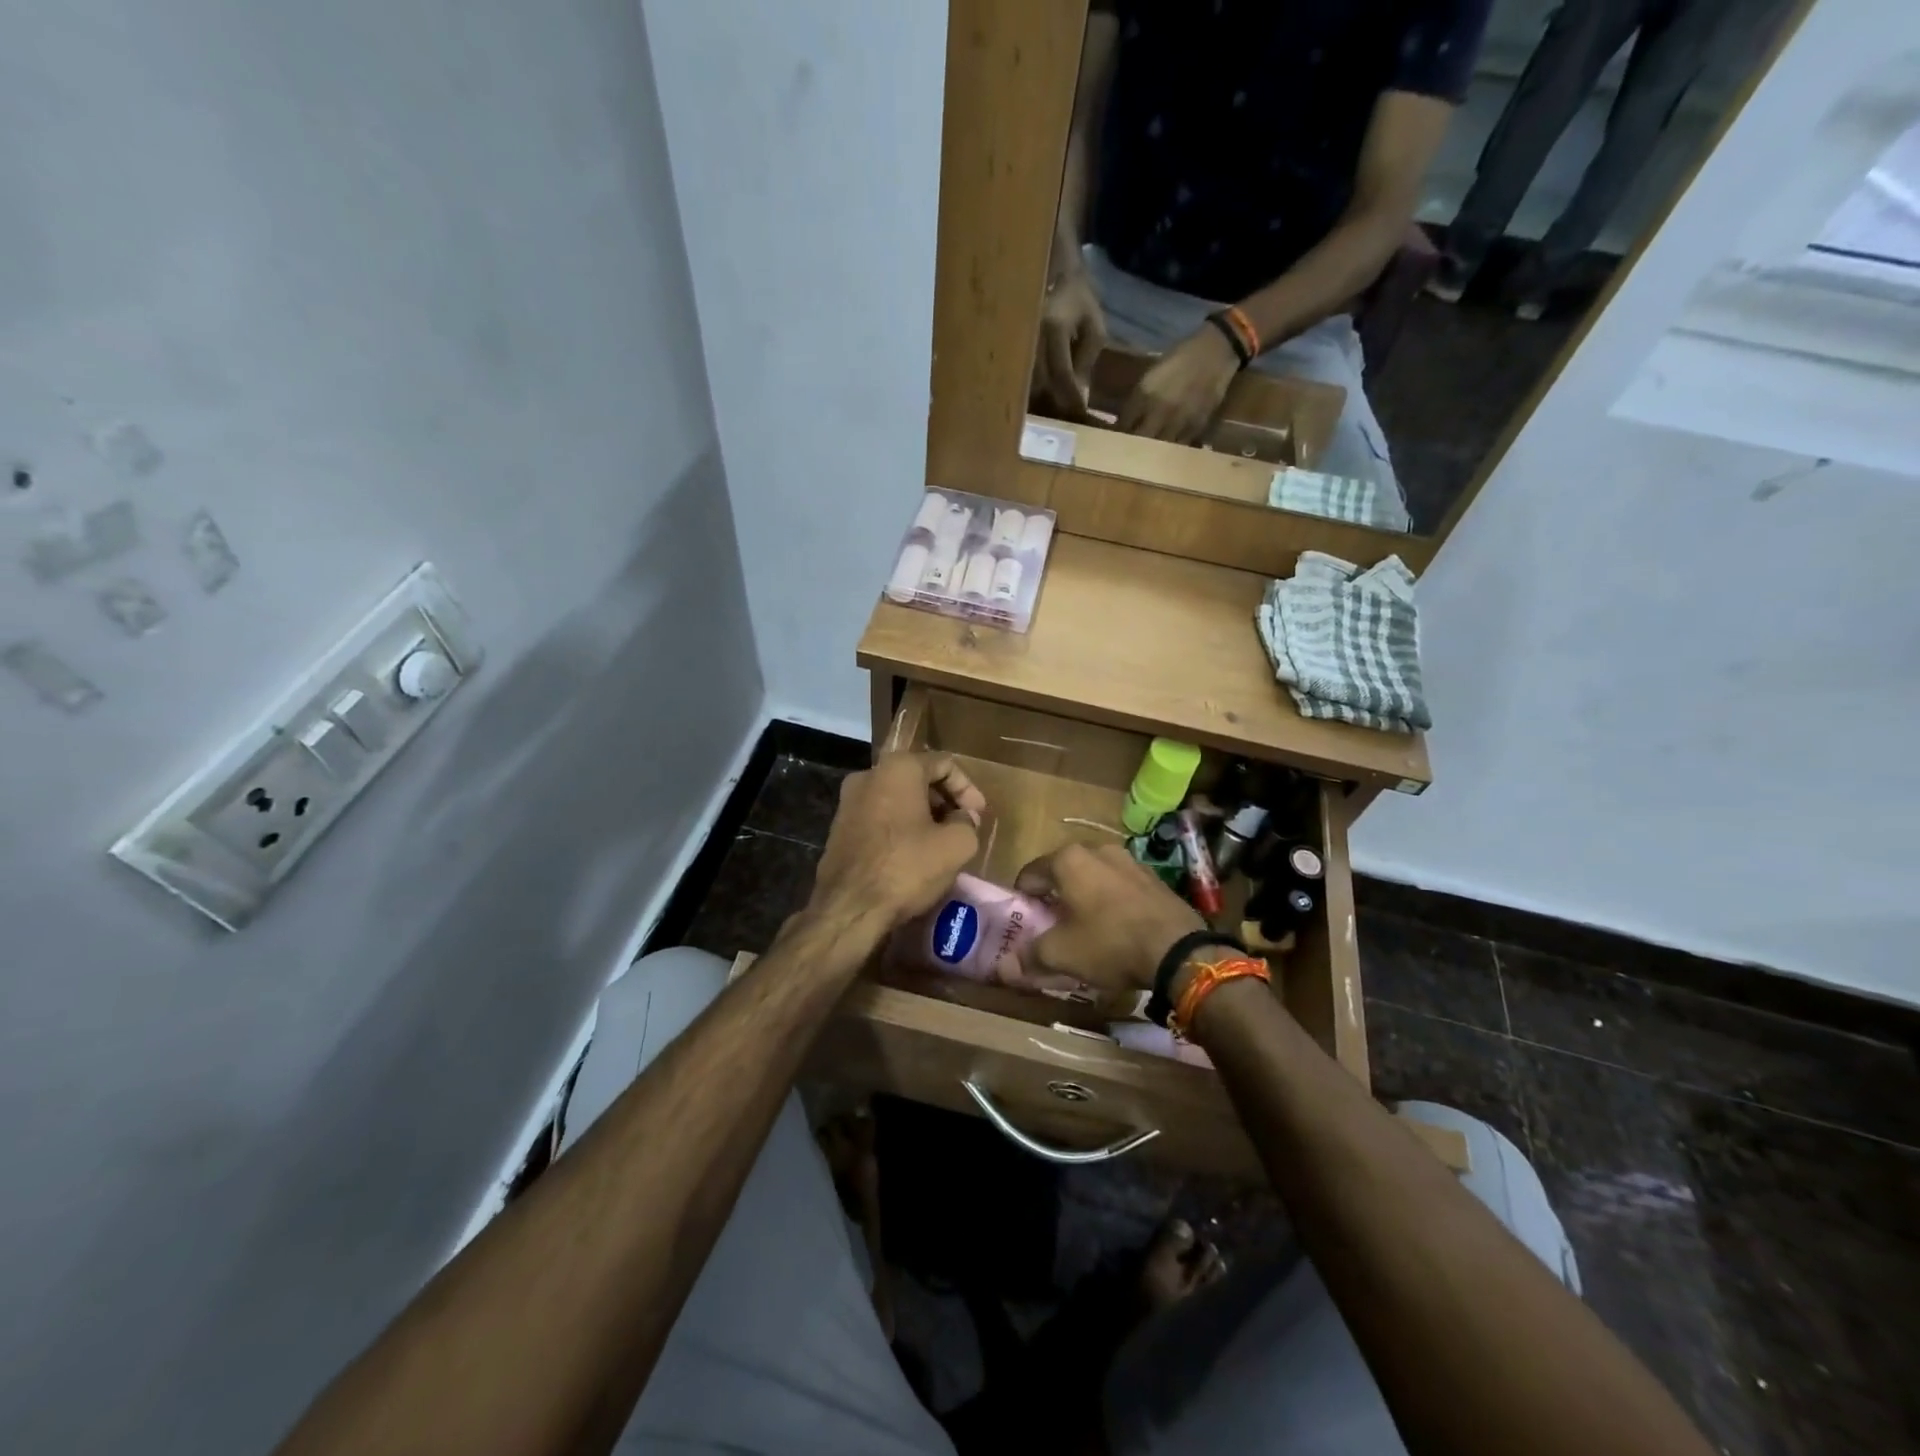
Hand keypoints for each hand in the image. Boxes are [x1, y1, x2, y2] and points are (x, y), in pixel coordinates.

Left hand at [808, 753, 986, 934]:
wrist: (848, 907)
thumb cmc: (906, 867)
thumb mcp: (956, 845)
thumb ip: (968, 822)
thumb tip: (962, 818)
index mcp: (898, 768)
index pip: (945, 764)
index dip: (968, 789)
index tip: (978, 816)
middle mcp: (869, 775)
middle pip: (919, 778)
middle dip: (945, 801)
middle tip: (963, 827)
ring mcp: (849, 801)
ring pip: (898, 798)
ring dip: (924, 815)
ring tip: (941, 842)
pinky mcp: (840, 826)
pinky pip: (880, 816)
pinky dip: (901, 826)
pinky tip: (913, 853)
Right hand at [1013, 843, 1203, 993]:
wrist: (1178, 950)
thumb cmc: (1110, 943)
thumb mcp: (1062, 954)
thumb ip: (1031, 955)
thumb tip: (1009, 964)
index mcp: (1068, 859)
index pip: (1030, 873)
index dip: (1023, 899)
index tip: (1025, 921)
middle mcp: (1097, 849)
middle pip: (1063, 871)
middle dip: (1055, 895)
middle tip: (1053, 925)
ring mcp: (1129, 859)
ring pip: (1093, 876)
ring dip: (1084, 895)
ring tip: (1086, 926)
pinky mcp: (1152, 876)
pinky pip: (1119, 885)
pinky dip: (1111, 899)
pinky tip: (1116, 926)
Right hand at [1031, 266, 1107, 419]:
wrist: (1053, 270)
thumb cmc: (1078, 299)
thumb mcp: (1093, 327)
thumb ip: (1087, 360)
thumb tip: (1079, 395)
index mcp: (1054, 326)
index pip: (1061, 372)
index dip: (1070, 396)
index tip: (1078, 412)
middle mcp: (1031, 333)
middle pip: (1039, 382)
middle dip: (1053, 402)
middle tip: (1065, 416)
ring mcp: (1017, 338)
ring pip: (1025, 382)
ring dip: (1040, 399)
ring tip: (1053, 409)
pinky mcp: (1010, 343)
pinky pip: (1018, 374)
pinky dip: (1029, 389)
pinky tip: (1040, 396)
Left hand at [1117, 325, 1239, 442]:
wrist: (1217, 351)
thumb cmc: (1181, 357)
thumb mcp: (1152, 373)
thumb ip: (1138, 397)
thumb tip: (1125, 420)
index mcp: (1145, 393)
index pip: (1124, 424)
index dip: (1118, 433)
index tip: (1115, 439)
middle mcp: (1160, 410)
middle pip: (1139, 439)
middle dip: (1132, 446)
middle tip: (1128, 452)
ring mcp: (1179, 420)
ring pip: (1159, 447)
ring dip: (1151, 452)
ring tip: (1147, 457)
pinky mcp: (1196, 426)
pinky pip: (1179, 445)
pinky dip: (1172, 450)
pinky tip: (1168, 451)